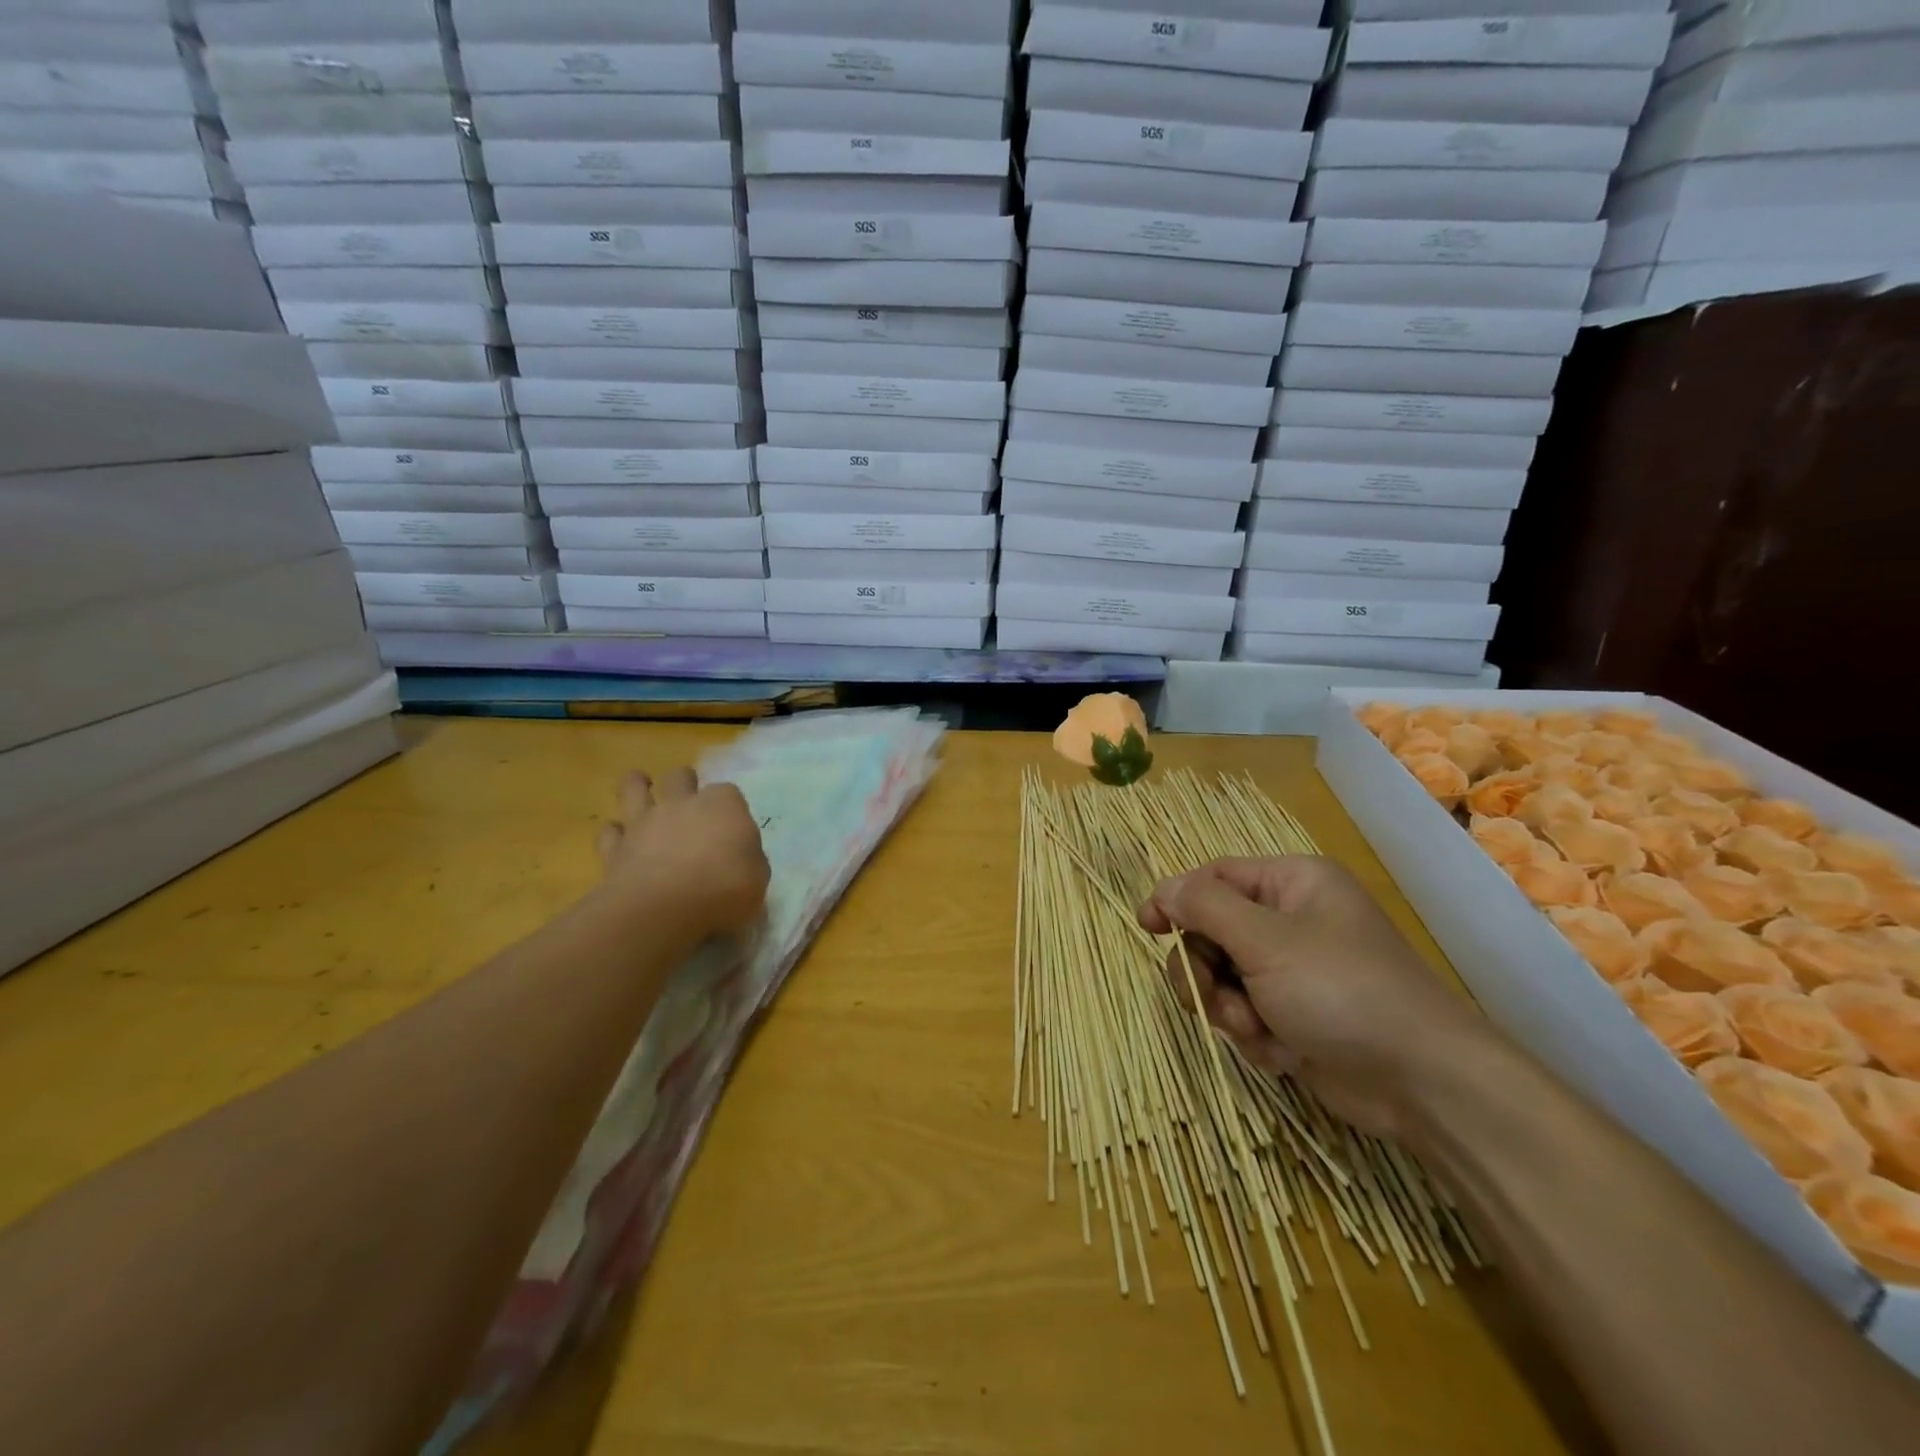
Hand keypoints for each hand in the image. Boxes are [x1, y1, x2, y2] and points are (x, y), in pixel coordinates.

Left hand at [595, 767, 768, 936]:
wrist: (663, 910)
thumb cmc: (723, 890)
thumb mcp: (758, 877)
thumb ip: (748, 859)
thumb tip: (740, 857)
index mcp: (723, 805)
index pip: (729, 793)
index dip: (729, 809)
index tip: (732, 829)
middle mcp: (682, 803)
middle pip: (680, 777)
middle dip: (684, 784)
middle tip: (688, 805)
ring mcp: (645, 821)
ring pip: (634, 787)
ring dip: (638, 788)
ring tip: (643, 795)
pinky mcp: (615, 847)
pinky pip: (610, 832)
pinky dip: (615, 835)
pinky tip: (622, 845)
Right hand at [1139, 856, 1491, 1138]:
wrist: (1422, 1084)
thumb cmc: (1343, 991)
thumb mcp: (1266, 940)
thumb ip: (1205, 908)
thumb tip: (1164, 889)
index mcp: (1292, 884)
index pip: (1214, 876)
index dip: (1176, 898)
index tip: (1147, 926)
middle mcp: (1291, 921)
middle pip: (1211, 931)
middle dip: (1204, 969)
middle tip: (1208, 995)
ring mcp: (1293, 972)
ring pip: (1222, 978)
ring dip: (1227, 1007)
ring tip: (1255, 1029)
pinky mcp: (1295, 1017)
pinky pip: (1246, 1014)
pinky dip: (1254, 1034)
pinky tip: (1284, 1052)